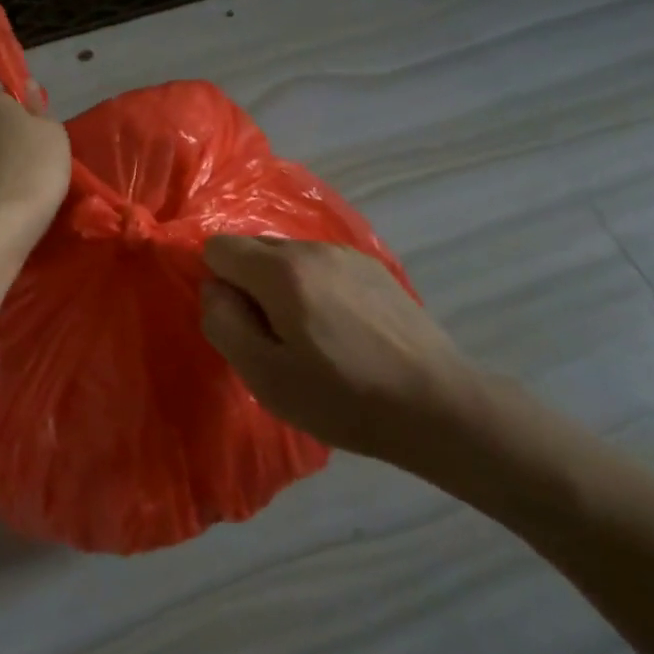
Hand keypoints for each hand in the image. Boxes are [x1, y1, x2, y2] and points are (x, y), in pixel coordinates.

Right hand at [200, 237, 483, 468]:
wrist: (439, 406)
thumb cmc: (343, 398)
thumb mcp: (266, 376)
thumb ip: (224, 323)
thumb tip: (214, 289)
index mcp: (281, 270)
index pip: (218, 247)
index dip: (218, 284)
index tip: (241, 324)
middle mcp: (311, 247)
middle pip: (253, 248)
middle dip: (249, 285)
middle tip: (274, 337)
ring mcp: (346, 254)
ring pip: (289, 257)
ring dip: (283, 287)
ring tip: (312, 337)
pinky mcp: (374, 268)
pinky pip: (321, 266)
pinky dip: (315, 289)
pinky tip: (343, 330)